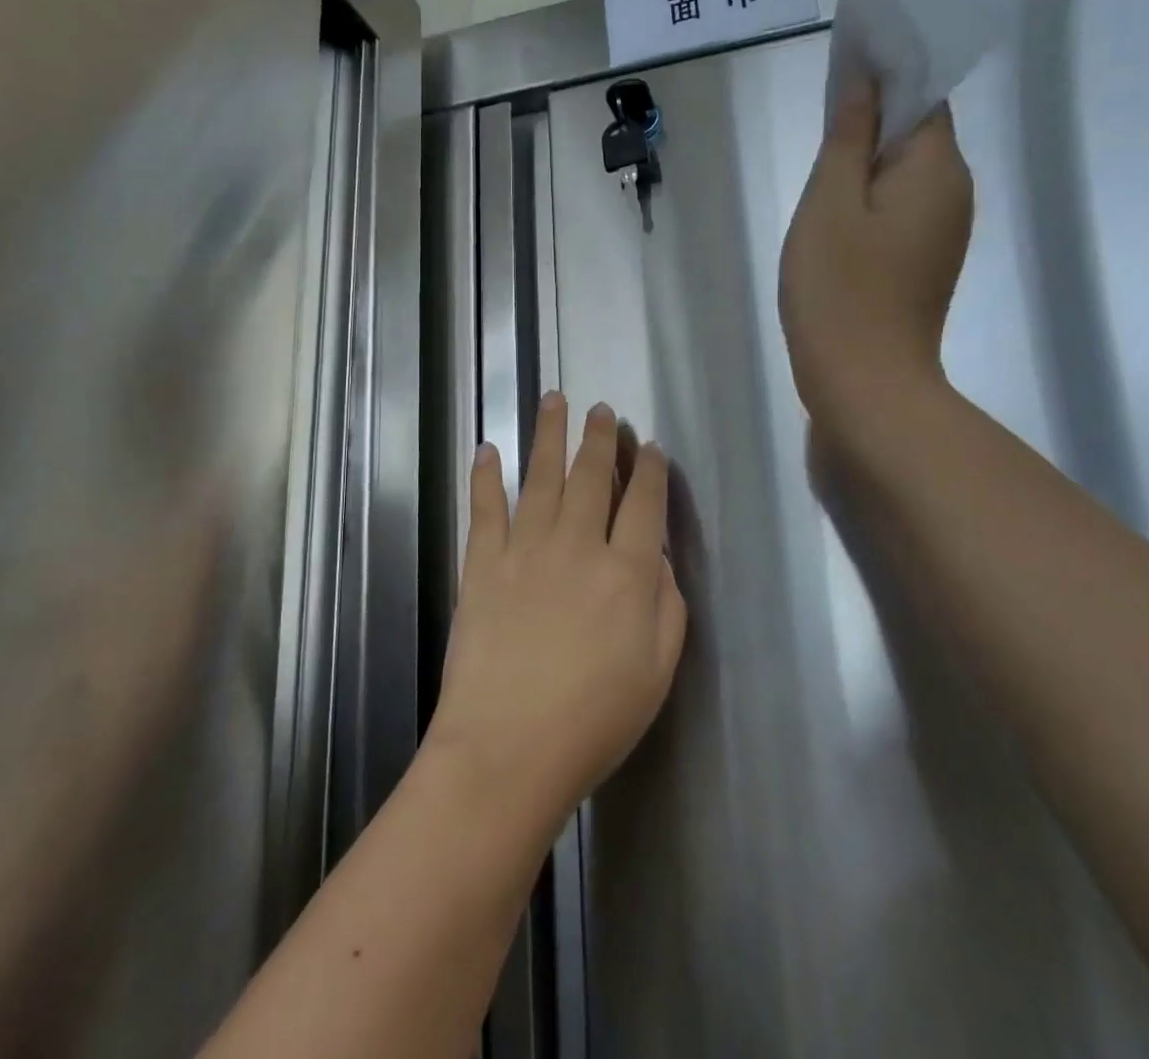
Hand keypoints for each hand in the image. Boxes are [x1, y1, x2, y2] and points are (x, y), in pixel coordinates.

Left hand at [424, 395, 686, 831]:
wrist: (507, 749)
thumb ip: (666, 605)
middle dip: (600, 438)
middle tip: (603, 409)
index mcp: (626, 572)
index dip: (651, 471)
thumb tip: (656, 557)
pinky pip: (485, 508)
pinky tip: (488, 449)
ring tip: (554, 400)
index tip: (651, 447)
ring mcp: (525, 550)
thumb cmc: (593, 721)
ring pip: (541, 477)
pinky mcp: (482, 564)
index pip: (644, 504)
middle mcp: (578, 545)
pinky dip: (486, 476)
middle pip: (592, 477)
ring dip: (548, 435)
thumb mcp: (658, 671)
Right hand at [778, 85, 973, 443]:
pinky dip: (871, 198)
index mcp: (938, 168)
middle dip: (873, 117)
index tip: (842, 64)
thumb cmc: (839, 290)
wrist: (865, 385)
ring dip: (867, 161)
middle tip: (818, 123)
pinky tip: (835, 217)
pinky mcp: (926, 261)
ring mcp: (944, 231)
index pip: (923, 93)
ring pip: (906, 173)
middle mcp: (955, 192)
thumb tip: (866, 77)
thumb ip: (849, 135)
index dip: (887, 70)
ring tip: (819, 172)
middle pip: (918, 131)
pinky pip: (901, 209)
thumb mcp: (830, 203)